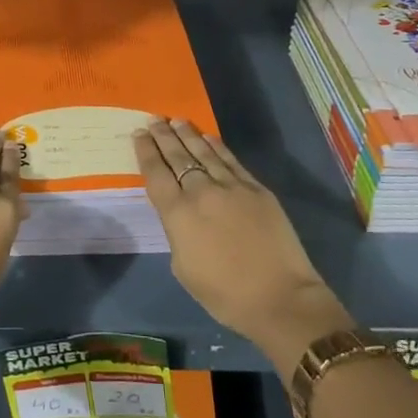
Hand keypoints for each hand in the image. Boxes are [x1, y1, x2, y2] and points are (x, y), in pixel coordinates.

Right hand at [136, 119, 352, 375]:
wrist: (279, 298)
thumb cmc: (224, 294)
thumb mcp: (183, 267)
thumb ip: (177, 232)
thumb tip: (180, 214)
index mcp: (178, 214)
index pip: (156, 173)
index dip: (146, 151)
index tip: (139, 133)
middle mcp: (201, 192)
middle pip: (178, 157)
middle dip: (163, 136)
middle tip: (154, 119)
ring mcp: (232, 187)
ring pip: (204, 152)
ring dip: (188, 135)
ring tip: (176, 120)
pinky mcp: (256, 189)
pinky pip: (231, 160)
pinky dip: (217, 146)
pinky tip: (207, 137)